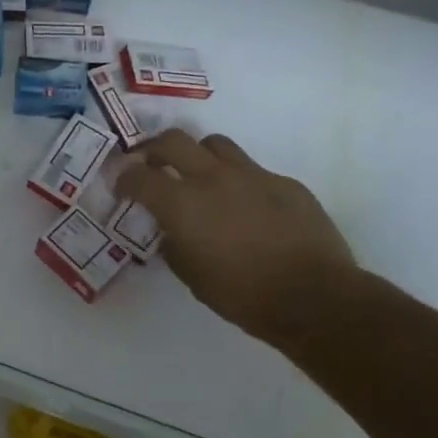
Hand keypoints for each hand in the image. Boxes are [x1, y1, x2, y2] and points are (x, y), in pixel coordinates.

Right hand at [116, 129, 359, 342]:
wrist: (315, 297)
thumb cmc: (244, 295)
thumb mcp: (192, 277)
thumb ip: (174, 245)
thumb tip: (171, 231)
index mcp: (182, 204)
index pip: (139, 176)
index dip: (124, 179)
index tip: (123, 188)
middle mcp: (212, 178)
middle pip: (173, 140)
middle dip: (154, 149)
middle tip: (152, 165)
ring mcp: (252, 175)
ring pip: (215, 144)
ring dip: (199, 156)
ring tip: (200, 176)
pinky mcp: (285, 182)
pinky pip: (253, 171)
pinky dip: (239, 182)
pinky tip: (248, 207)